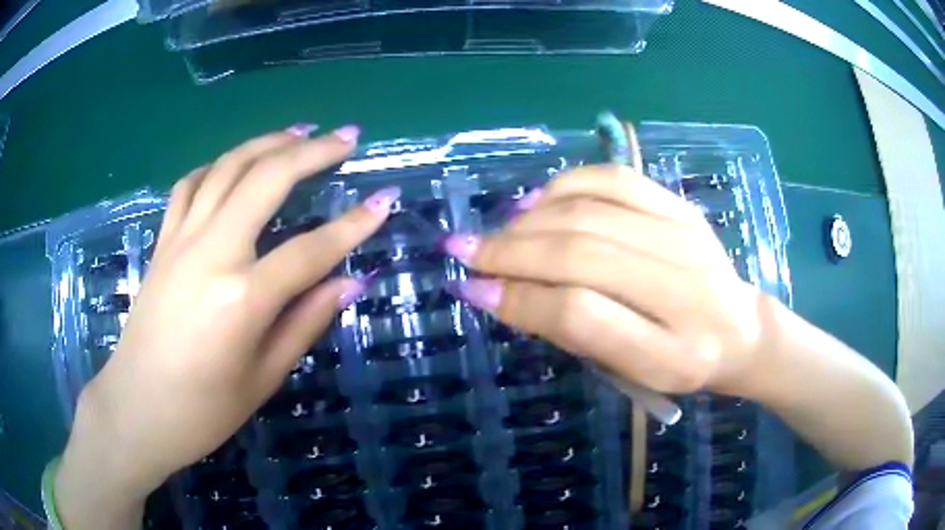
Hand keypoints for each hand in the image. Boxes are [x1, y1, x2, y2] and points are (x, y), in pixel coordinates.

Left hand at [61, 125, 400, 499]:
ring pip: (227, 168)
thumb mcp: (263, 378)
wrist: (137, 408)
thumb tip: (348, 282)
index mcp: (241, 298)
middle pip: (266, 181)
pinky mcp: (162, 242)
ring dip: (267, 143)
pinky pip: (190, 185)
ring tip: (299, 131)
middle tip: (346, 136)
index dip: (354, 225)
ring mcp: (180, 241)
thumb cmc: (203, 411)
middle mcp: (210, 253)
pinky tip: (235, 163)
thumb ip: (305, 322)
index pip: (310, 250)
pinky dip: (218, 165)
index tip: (385, 199)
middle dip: (312, 152)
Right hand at [442, 165, 765, 394]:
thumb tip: (499, 292)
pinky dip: (567, 184)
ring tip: (498, 233)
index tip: (474, 290)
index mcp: (673, 350)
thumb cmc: (683, 363)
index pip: (582, 315)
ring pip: (591, 211)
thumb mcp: (633, 372)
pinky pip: (615, 179)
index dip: (521, 299)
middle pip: (581, 253)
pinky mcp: (680, 206)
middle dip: (510, 251)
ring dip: (531, 219)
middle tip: (464, 251)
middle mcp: (684, 284)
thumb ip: (574, 332)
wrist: (742, 330)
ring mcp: (684, 233)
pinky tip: (539, 201)